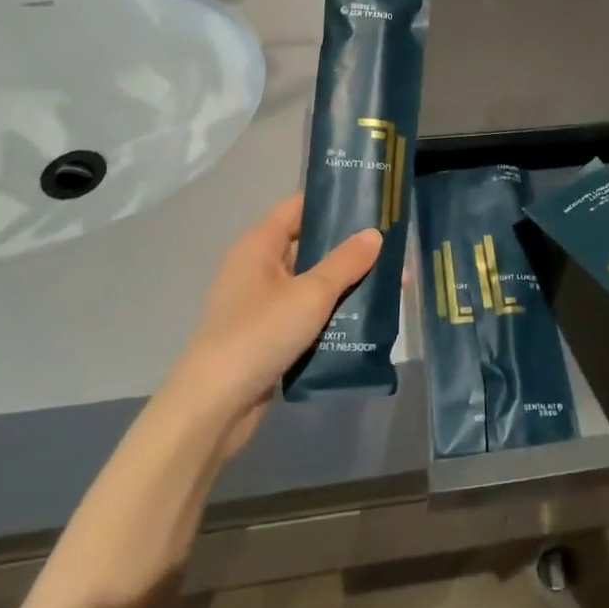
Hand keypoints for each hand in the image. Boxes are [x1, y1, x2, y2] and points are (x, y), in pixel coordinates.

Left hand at [158, 195, 381, 458]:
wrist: (215, 406)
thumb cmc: (259, 334)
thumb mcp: (310, 294)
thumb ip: (345, 262)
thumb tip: (375, 233)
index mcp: (259, 245)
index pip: (299, 208)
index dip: (333, 201)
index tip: (373, 201)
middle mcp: (258, 268)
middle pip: (309, 245)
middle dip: (349, 247)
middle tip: (393, 244)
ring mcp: (263, 304)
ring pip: (312, 283)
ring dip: (345, 284)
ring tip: (390, 280)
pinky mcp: (270, 335)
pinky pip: (307, 313)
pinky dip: (333, 313)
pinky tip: (366, 318)